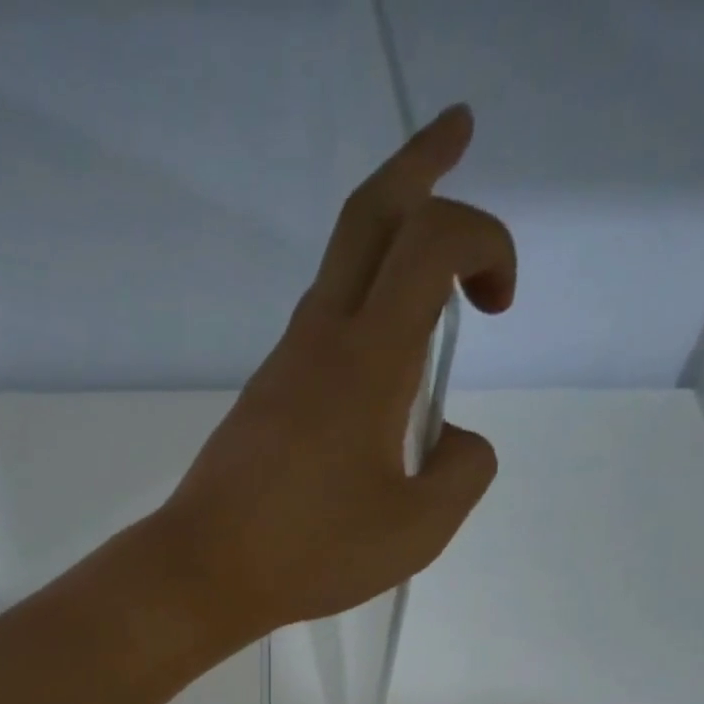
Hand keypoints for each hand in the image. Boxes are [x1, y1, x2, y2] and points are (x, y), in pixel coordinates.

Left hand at [157, 104, 514, 637]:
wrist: (204, 571)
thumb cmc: (311, 553)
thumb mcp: (419, 529)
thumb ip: (464, 470)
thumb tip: (451, 438)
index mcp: (367, 360)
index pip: (433, 240)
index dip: (487, 240)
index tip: (499, 304)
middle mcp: (320, 342)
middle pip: (368, 214)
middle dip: (422, 162)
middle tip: (458, 132)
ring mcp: (283, 367)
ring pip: (339, 270)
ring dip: (391, 245)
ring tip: (433, 272)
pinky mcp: (263, 398)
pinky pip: (320, 329)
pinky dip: (364, 314)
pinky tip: (380, 368)